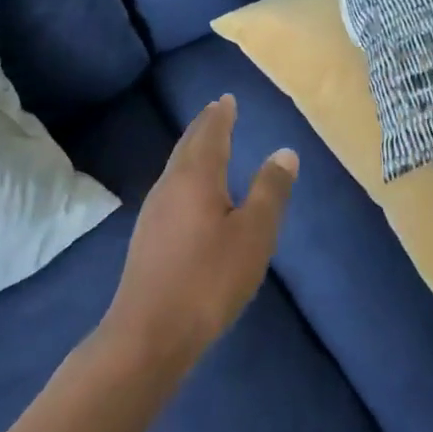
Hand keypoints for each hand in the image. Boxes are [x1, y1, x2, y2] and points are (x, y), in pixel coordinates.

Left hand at [101, 94, 297, 377]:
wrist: (149, 333)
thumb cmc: (209, 278)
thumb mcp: (254, 234)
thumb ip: (270, 191)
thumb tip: (285, 152)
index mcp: (197, 176)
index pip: (210, 134)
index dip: (221, 115)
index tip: (226, 98)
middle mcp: (170, 185)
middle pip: (188, 145)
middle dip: (204, 126)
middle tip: (216, 110)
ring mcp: (154, 211)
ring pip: (176, 167)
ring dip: (193, 149)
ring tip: (206, 144)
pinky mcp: (147, 236)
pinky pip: (171, 187)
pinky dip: (185, 174)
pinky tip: (189, 193)